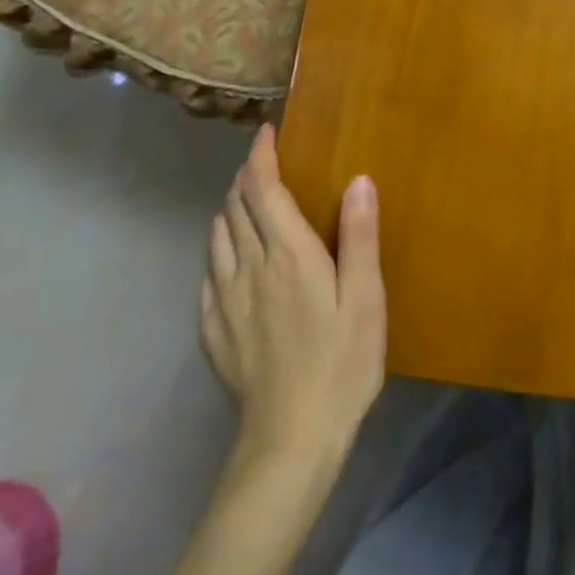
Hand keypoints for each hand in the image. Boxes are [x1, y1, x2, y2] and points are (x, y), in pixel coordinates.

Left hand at [202, 126, 384, 466]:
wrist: (290, 441)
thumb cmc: (341, 363)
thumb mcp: (365, 299)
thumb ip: (359, 236)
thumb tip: (358, 179)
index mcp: (288, 254)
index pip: (262, 189)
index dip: (260, 156)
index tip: (266, 133)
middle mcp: (249, 268)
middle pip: (235, 207)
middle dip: (246, 178)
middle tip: (264, 165)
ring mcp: (225, 301)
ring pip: (217, 237)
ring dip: (230, 210)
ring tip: (248, 204)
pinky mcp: (214, 331)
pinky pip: (209, 274)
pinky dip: (219, 250)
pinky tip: (232, 261)